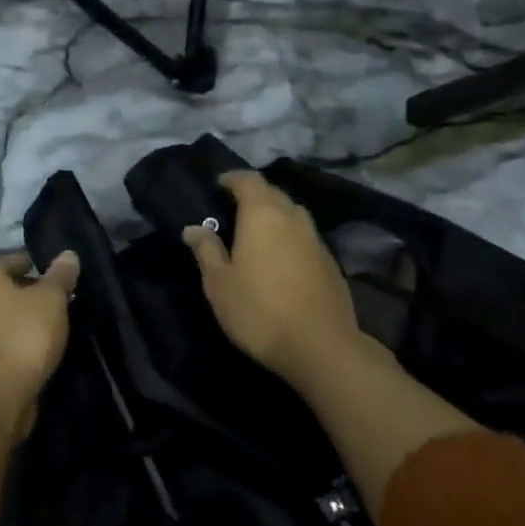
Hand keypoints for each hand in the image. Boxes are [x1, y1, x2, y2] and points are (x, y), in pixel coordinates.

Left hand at [0, 251, 80, 437]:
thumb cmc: (25, 333)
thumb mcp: (52, 299)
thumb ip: (60, 276)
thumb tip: (68, 254)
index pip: (6, 261)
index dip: (29, 263)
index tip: (53, 273)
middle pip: (2, 290)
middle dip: (27, 292)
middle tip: (57, 299)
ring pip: (1, 317)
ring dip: (22, 319)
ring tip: (52, 324)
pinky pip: (1, 341)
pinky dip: (17, 341)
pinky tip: (39, 348)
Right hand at [184, 172, 366, 394]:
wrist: (321, 346)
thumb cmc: (259, 311)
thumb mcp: (219, 284)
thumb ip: (206, 251)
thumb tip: (193, 228)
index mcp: (262, 215)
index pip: (248, 180)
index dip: (232, 178)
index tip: (218, 184)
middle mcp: (292, 218)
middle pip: (273, 193)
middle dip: (254, 194)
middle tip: (233, 208)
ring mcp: (316, 240)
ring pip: (292, 214)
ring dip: (274, 214)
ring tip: (256, 231)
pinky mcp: (331, 262)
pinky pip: (305, 236)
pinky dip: (289, 237)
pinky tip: (280, 258)